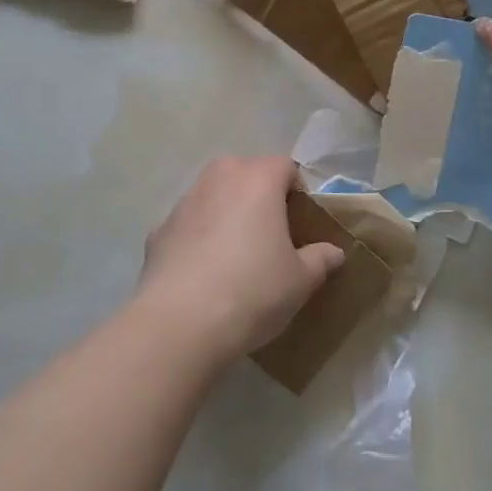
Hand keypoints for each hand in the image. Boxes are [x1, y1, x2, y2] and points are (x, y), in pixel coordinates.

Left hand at [137, 156, 344, 364]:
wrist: (179, 324)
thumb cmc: (252, 291)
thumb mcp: (300, 281)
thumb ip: (320, 259)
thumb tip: (333, 252)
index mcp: (258, 179)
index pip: (285, 166)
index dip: (297, 191)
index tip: (300, 224)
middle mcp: (219, 178)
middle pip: (246, 173)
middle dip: (259, 196)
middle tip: (271, 235)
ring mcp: (184, 202)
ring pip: (214, 196)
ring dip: (227, 214)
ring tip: (236, 256)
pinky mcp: (158, 230)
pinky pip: (189, 225)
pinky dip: (198, 239)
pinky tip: (204, 274)